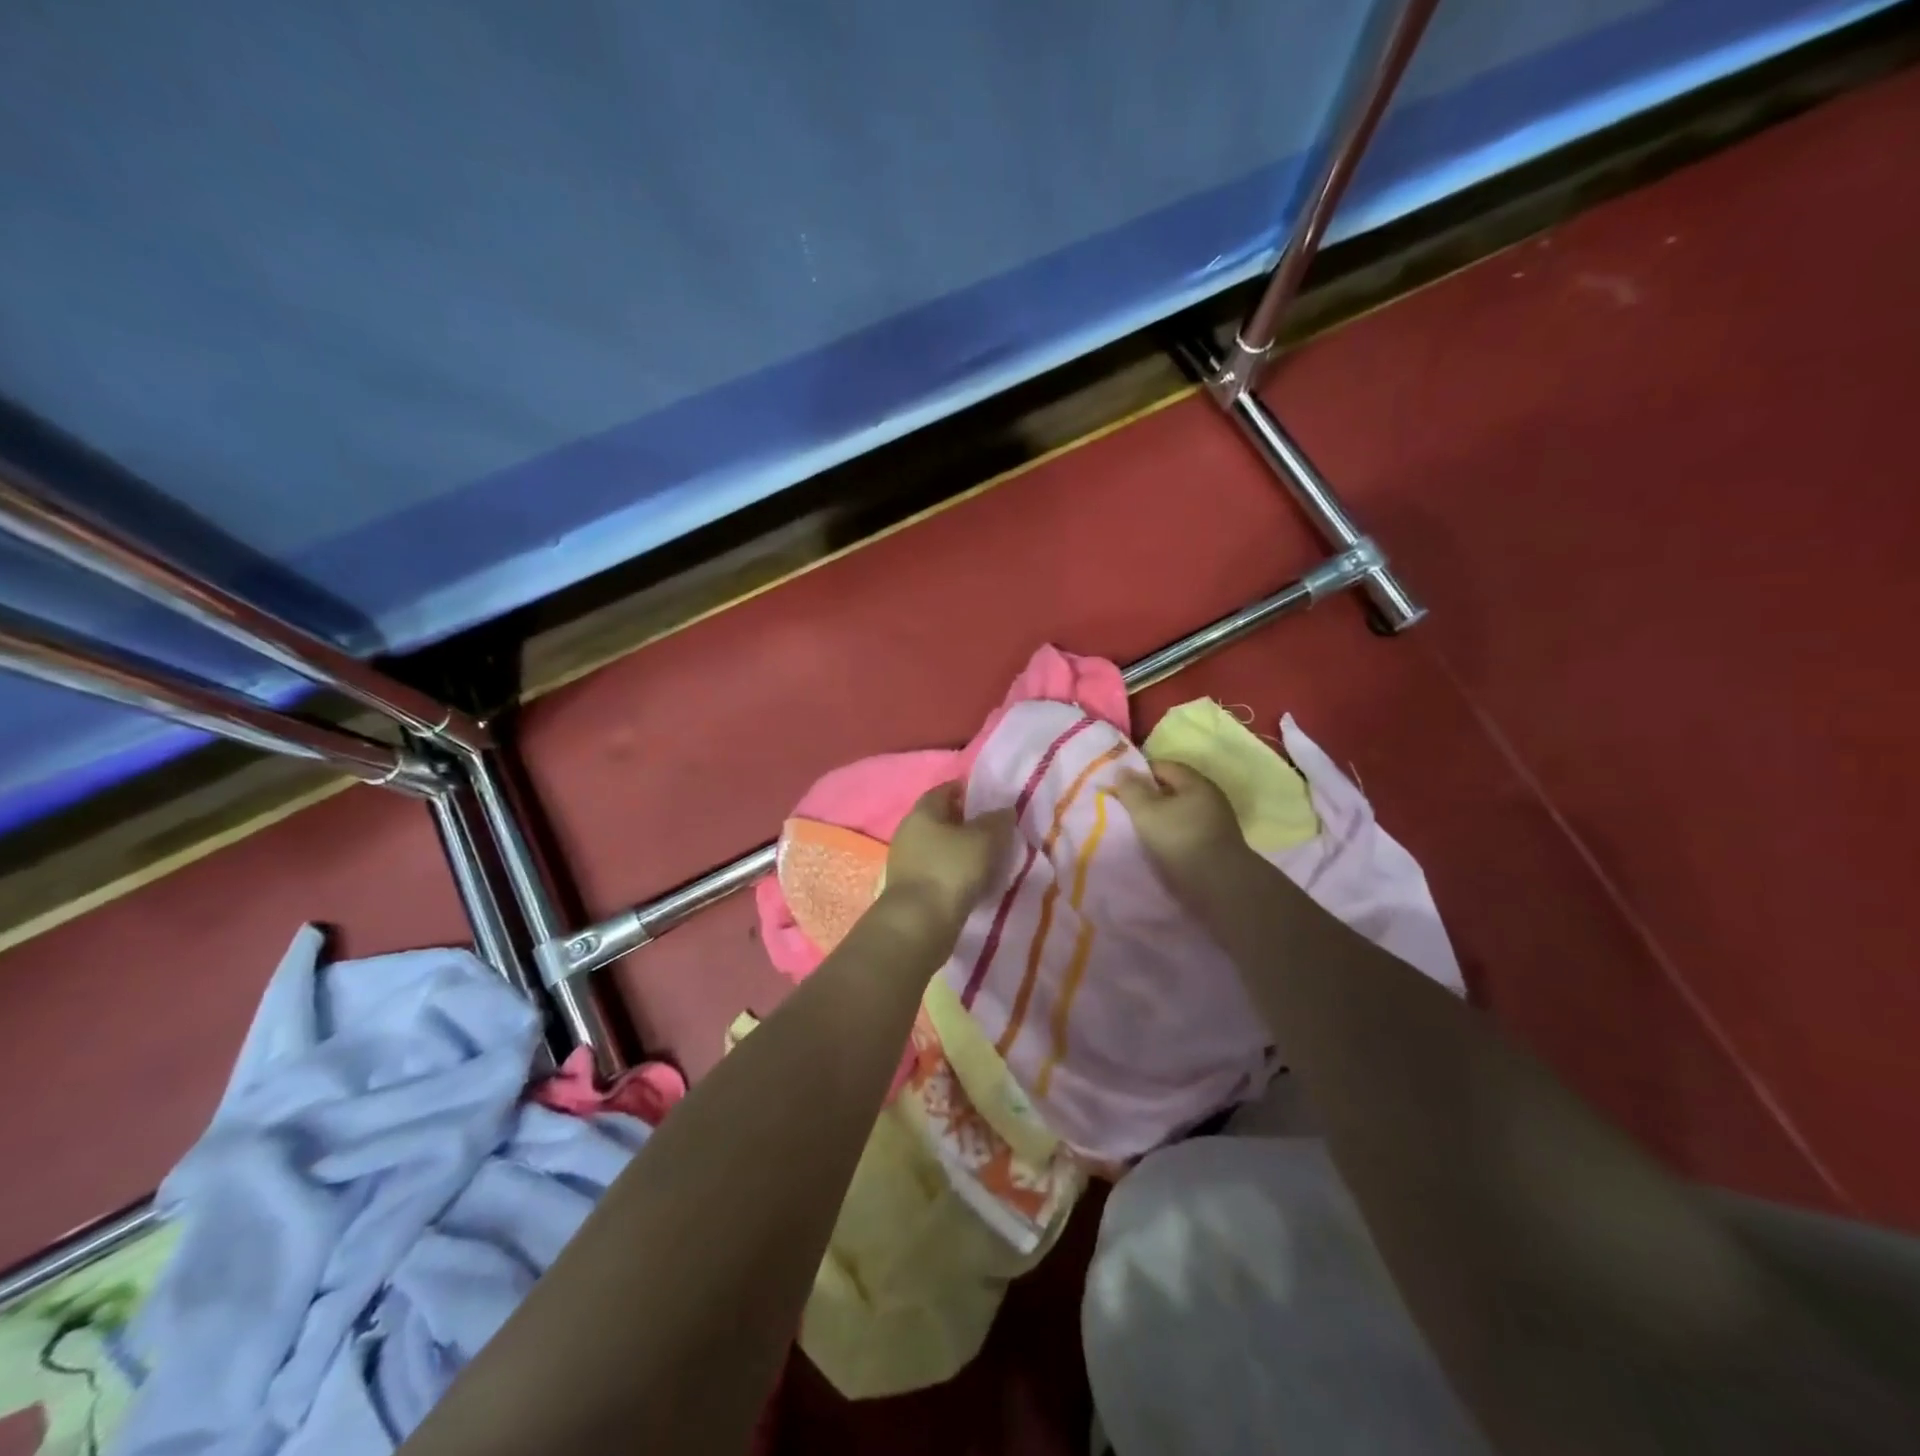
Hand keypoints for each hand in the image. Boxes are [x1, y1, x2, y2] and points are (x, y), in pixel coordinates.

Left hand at [883, 783, 1014, 934]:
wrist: (918, 924)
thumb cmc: (951, 870)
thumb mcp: (985, 839)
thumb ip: (997, 821)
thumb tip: (1004, 811)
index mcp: (922, 812)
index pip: (945, 790)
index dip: (968, 791)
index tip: (990, 799)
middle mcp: (909, 832)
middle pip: (941, 820)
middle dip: (966, 823)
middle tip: (995, 830)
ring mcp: (906, 862)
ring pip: (939, 848)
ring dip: (961, 851)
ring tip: (990, 859)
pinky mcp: (910, 889)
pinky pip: (937, 872)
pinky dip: (955, 873)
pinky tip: (975, 883)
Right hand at [1113, 761, 1251, 900]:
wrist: (1219, 887)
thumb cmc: (1180, 841)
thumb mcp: (1146, 812)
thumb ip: (1131, 789)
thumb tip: (1122, 770)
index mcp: (1196, 783)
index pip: (1163, 766)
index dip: (1139, 773)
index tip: (1119, 787)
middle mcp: (1210, 798)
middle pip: (1173, 789)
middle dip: (1150, 796)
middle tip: (1126, 808)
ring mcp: (1216, 822)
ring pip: (1180, 812)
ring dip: (1161, 818)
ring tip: (1139, 830)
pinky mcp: (1216, 845)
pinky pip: (1187, 831)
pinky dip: (1171, 834)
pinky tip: (1158, 847)